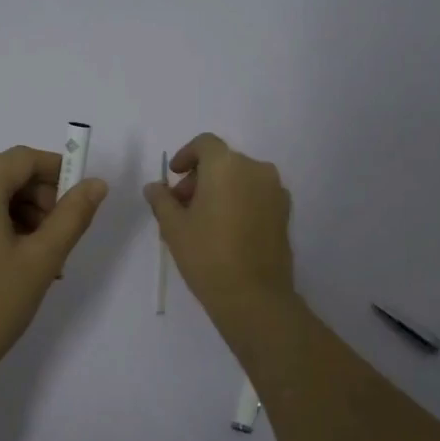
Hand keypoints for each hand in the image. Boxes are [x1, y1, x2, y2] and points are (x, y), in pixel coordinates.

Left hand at [0, 145, 107, 391]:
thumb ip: (73, 214)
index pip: (22, 159)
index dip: (57, 171)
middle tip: (60, 235)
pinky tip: (11, 259)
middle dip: (37, 197)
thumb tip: (96, 183)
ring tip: (40, 256)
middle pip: (2, 173)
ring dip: (17, 212)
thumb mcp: (41, 259)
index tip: (80, 199)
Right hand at [144, 132, 295, 320]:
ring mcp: (275, 191)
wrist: (253, 296)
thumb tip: (154, 187)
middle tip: (182, 206)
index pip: (205, 144)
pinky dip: (239, 201)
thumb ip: (162, 200)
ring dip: (220, 189)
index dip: (186, 155)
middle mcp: (256, 169)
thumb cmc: (207, 255)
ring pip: (241, 178)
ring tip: (203, 221)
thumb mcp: (174, 227)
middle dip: (200, 178)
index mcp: (226, 165)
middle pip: (223, 161)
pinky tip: (226, 230)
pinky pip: (256, 195)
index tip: (174, 177)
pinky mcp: (285, 212)